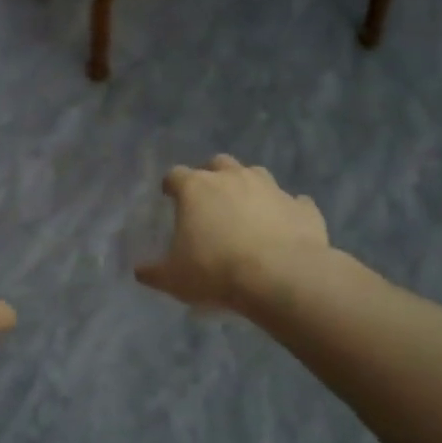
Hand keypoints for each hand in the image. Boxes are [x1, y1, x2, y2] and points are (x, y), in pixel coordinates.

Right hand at [135, 155, 328, 309]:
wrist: (281, 276)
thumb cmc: (216, 271)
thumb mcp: (174, 279)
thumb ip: (154, 272)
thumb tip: (139, 271)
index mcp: (196, 188)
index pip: (176, 175)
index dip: (171, 185)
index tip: (169, 195)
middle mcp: (233, 177)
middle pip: (218, 163)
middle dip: (212, 176)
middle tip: (210, 200)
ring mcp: (271, 188)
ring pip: (256, 175)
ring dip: (248, 188)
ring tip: (246, 211)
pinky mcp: (302, 207)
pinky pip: (293, 203)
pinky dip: (286, 212)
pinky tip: (284, 228)